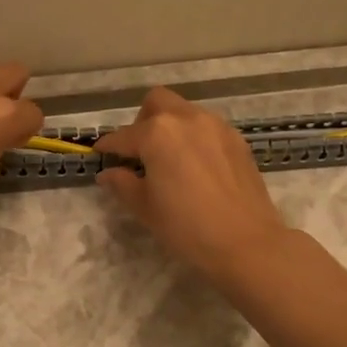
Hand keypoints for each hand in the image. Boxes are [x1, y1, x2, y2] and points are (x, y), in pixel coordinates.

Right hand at [94, 87, 290, 280]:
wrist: (246, 243)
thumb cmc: (187, 227)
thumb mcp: (146, 208)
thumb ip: (123, 184)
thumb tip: (108, 173)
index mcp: (158, 134)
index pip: (124, 136)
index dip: (108, 146)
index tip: (100, 155)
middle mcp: (187, 119)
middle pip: (157, 103)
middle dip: (142, 121)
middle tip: (140, 152)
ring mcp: (216, 126)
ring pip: (185, 112)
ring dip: (170, 127)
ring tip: (169, 160)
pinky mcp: (236, 140)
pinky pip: (207, 127)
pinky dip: (194, 138)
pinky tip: (195, 166)